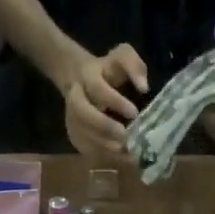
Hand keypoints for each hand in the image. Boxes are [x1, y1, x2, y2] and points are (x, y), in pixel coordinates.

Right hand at [62, 44, 148, 160]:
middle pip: (82, 113)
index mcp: (88, 75)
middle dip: (103, 126)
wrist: (79, 76)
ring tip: (125, 151)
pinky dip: (101, 155)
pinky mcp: (73, 133)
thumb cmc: (108, 70)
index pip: (98, 88)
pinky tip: (119, 157)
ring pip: (81, 133)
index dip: (115, 101)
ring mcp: (71, 117)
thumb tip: (144, 87)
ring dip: (103, 145)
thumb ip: (134, 66)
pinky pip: (83, 147)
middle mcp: (75, 97)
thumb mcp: (122, 56)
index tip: (134, 112)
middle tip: (125, 137)